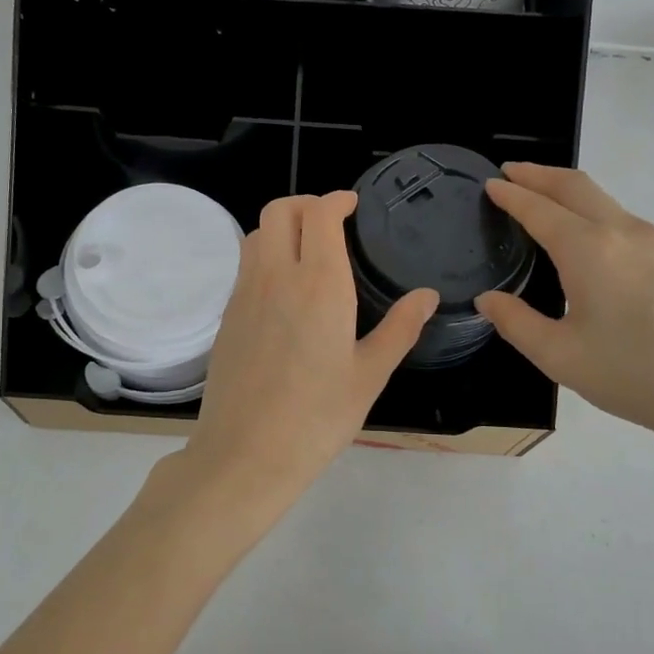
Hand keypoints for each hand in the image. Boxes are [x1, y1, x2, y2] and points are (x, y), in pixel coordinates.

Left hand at [180, 192, 436, 515]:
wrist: (246, 453)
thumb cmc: (317, 417)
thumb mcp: (369, 375)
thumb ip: (400, 328)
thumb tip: (426, 295)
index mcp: (318, 283)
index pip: (319, 214)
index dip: (336, 200)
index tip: (352, 205)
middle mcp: (275, 276)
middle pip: (279, 210)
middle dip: (306, 204)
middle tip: (331, 221)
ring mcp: (244, 294)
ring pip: (255, 234)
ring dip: (281, 226)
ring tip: (306, 249)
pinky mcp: (227, 315)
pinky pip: (244, 265)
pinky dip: (264, 254)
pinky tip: (284, 288)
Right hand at [475, 164, 653, 456]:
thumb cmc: (636, 374)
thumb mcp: (560, 356)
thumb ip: (516, 323)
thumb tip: (489, 299)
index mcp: (588, 249)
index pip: (539, 209)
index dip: (511, 195)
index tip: (488, 183)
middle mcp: (621, 232)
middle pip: (574, 186)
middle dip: (538, 174)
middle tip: (508, 173)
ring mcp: (652, 242)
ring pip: (600, 198)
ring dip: (564, 189)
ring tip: (538, 197)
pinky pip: (617, 216)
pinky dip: (587, 208)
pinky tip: (578, 233)